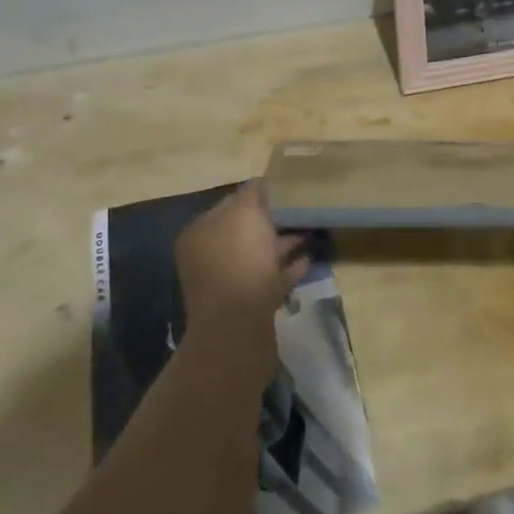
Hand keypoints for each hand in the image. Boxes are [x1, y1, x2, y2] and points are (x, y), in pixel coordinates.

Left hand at [175, 183, 309, 370]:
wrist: (239, 330)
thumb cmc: (239, 263)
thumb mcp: (246, 214)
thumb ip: (253, 193)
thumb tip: (261, 183)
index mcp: (201, 232)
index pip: (231, 202)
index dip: (258, 194)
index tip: (287, 189)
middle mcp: (209, 256)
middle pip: (245, 230)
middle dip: (272, 220)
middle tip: (302, 210)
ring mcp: (228, 283)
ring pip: (259, 255)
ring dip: (283, 244)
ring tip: (311, 232)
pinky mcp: (248, 306)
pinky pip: (270, 279)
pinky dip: (287, 269)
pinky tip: (308, 260)